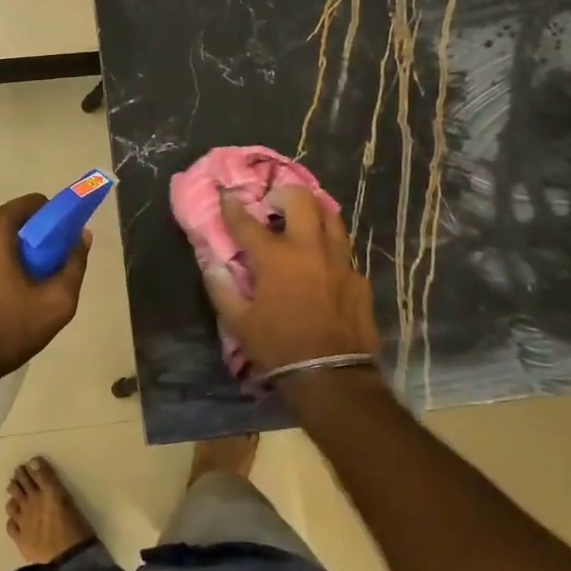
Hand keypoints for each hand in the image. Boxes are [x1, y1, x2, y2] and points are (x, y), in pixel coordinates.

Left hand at [0, 193, 90, 407]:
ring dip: (0, 257)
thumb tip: (82, 236)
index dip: (52, 222)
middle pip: (7, 223)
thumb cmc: (1, 331)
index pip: (32, 204)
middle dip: (25, 243)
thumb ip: (74, 264)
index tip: (57, 250)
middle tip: (36, 278)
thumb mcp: (54, 304)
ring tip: (9, 296)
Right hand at [201, 185, 380, 386]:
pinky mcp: (358, 278)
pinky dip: (329, 247)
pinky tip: (322, 263)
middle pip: (301, 200)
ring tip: (302, 221)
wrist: (332, 376)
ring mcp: (339, 261)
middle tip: (273, 204)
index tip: (226, 195)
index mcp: (275, 258)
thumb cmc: (279, 348)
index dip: (233, 206)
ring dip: (313, 212)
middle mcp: (309, 249)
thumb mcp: (239, 323)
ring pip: (331, 217)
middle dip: (283, 193)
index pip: (247, 222)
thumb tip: (213, 265)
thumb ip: (222, 289)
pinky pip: (343, 250)